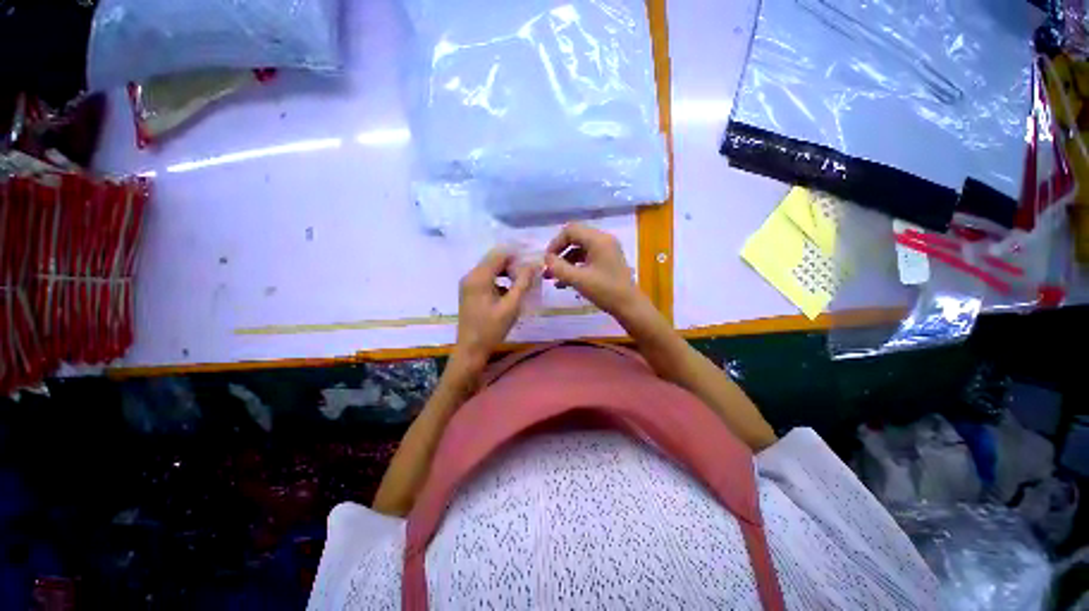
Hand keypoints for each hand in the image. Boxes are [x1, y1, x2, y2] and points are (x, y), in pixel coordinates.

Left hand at [454, 249, 535, 367]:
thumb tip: (534, 265)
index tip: (532, 265)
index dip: (517, 256)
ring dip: (507, 273)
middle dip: (513, 265)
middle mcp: (470, 276)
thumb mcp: (511, 306)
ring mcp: (468, 284)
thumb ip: (523, 283)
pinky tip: (509, 293)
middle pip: (494, 260)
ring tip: (521, 285)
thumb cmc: (491, 329)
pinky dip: (499, 280)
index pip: (500, 255)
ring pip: (491, 269)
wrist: (471, 350)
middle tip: (529, 276)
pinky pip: (486, 278)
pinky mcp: (469, 292)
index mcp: (479, 277)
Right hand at [544, 224, 644, 317]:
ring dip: (565, 262)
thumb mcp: (578, 279)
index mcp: (598, 240)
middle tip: (549, 268)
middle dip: (559, 253)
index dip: (555, 243)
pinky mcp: (607, 261)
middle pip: (574, 239)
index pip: (570, 231)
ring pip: (579, 250)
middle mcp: (603, 240)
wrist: (629, 306)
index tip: (547, 260)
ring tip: (553, 278)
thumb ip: (559, 267)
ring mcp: (606, 251)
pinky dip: (574, 267)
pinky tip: (563, 283)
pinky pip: (586, 259)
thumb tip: (546, 259)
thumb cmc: (605, 291)